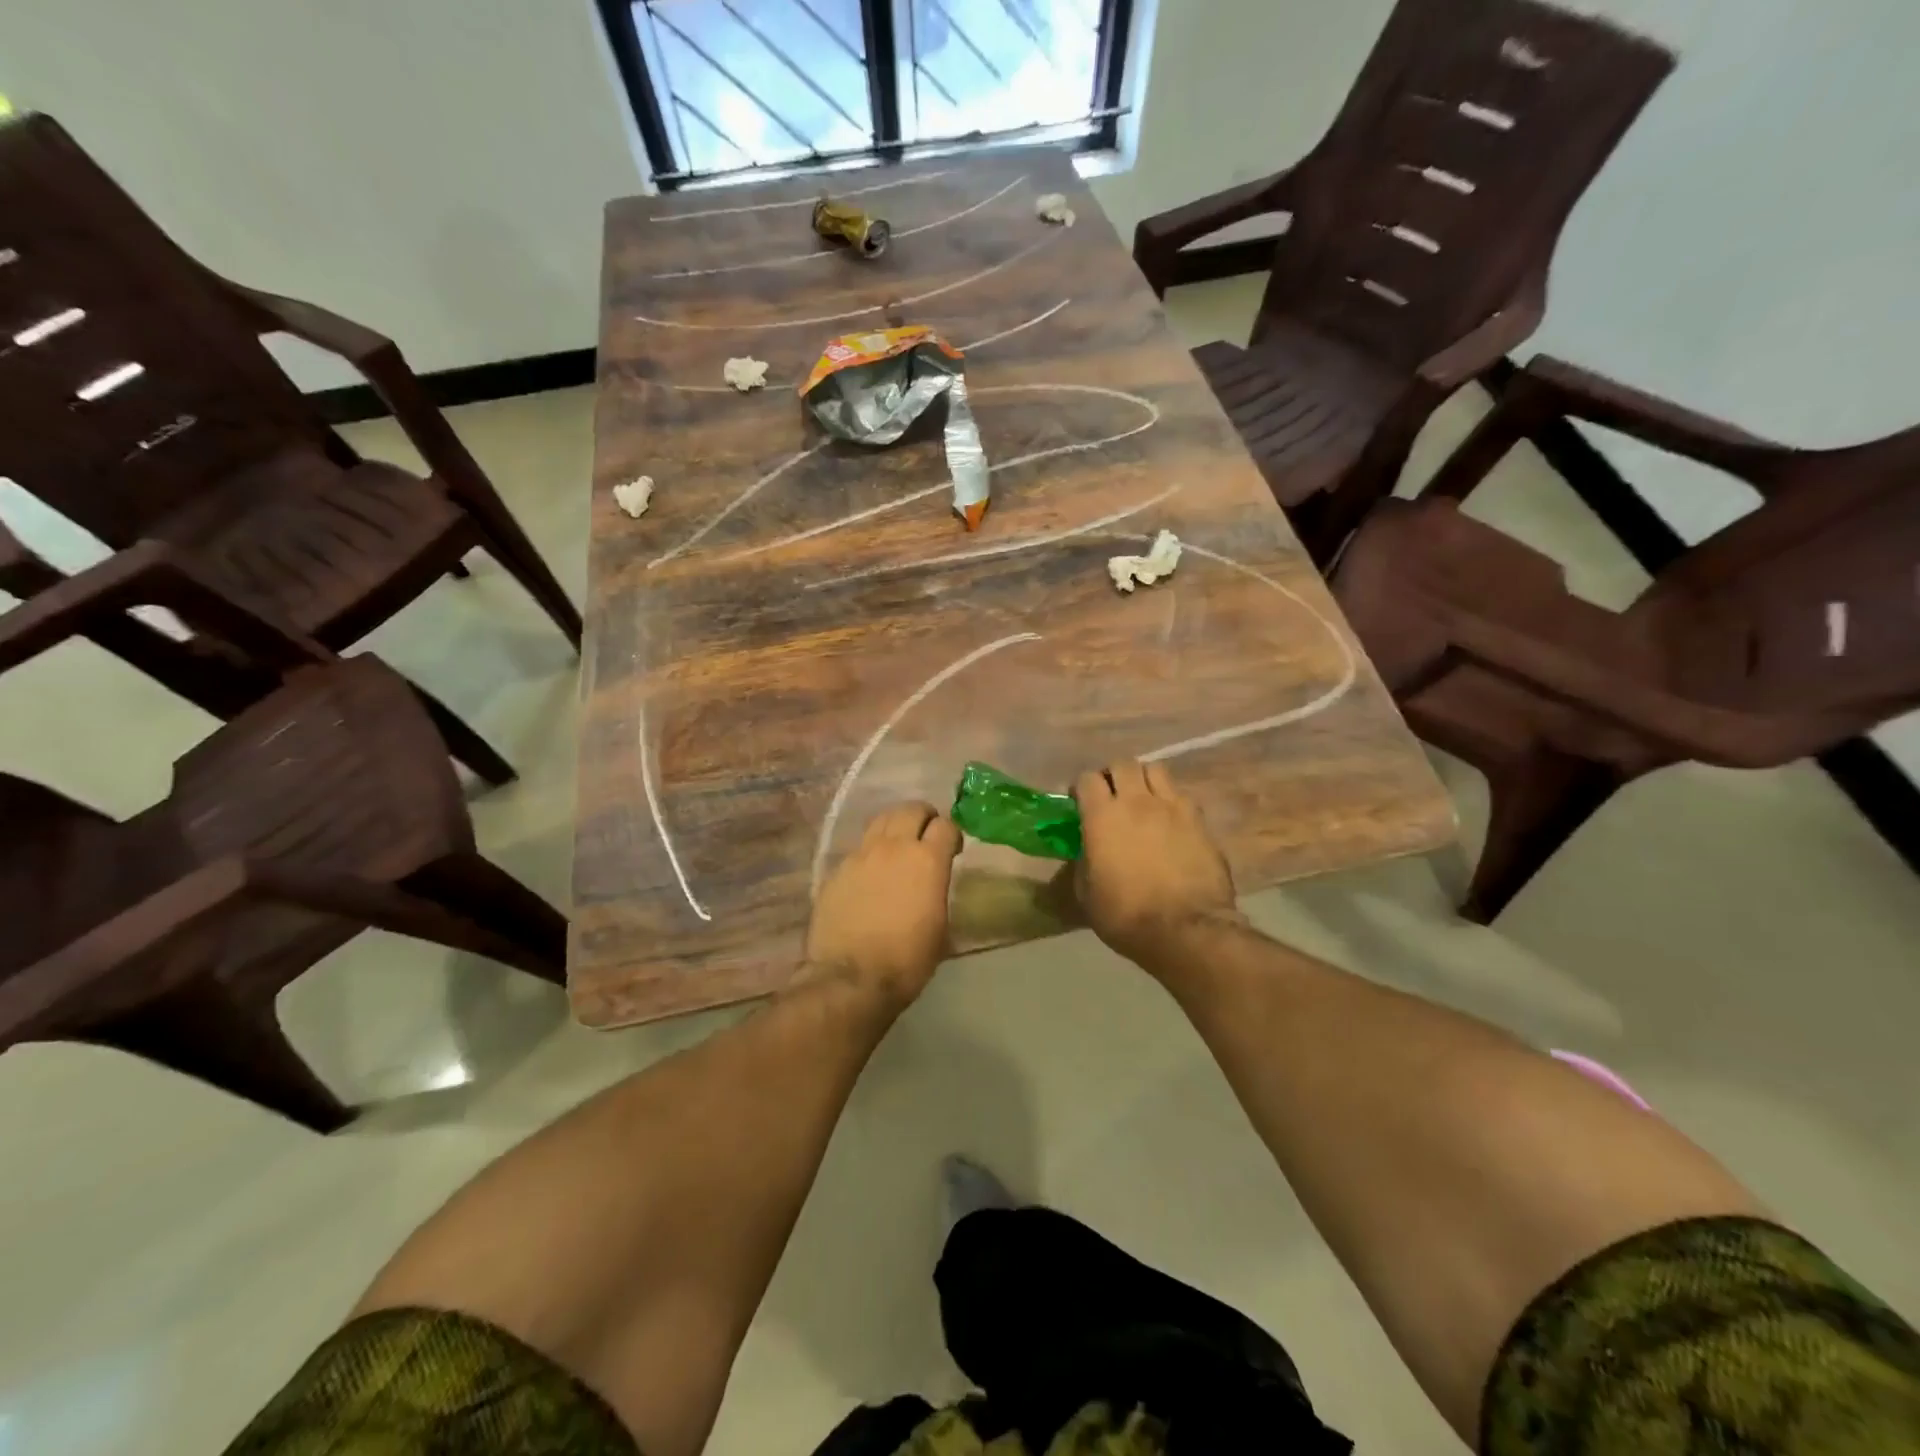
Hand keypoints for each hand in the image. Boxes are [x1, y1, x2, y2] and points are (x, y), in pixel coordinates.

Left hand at [806, 802, 960, 1005]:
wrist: (850, 978)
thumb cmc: (907, 960)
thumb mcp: (940, 928)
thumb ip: (938, 892)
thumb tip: (934, 883)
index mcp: (927, 860)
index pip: (946, 825)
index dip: (952, 835)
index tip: (953, 850)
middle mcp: (894, 847)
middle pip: (912, 809)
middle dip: (924, 818)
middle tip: (926, 837)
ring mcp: (860, 855)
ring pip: (881, 820)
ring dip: (895, 827)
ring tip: (898, 847)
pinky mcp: (837, 869)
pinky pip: (858, 849)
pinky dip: (870, 853)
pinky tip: (870, 876)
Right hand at [1074, 760, 1242, 973]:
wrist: (1185, 929)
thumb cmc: (1126, 915)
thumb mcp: (1086, 894)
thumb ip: (1083, 862)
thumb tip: (1087, 852)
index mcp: (1102, 816)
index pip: (1087, 778)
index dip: (1081, 788)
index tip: (1079, 803)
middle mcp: (1136, 801)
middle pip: (1123, 764)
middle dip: (1113, 775)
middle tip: (1111, 795)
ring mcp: (1172, 807)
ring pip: (1156, 769)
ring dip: (1144, 779)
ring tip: (1143, 799)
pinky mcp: (1199, 820)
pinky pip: (1182, 795)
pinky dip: (1171, 801)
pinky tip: (1169, 821)